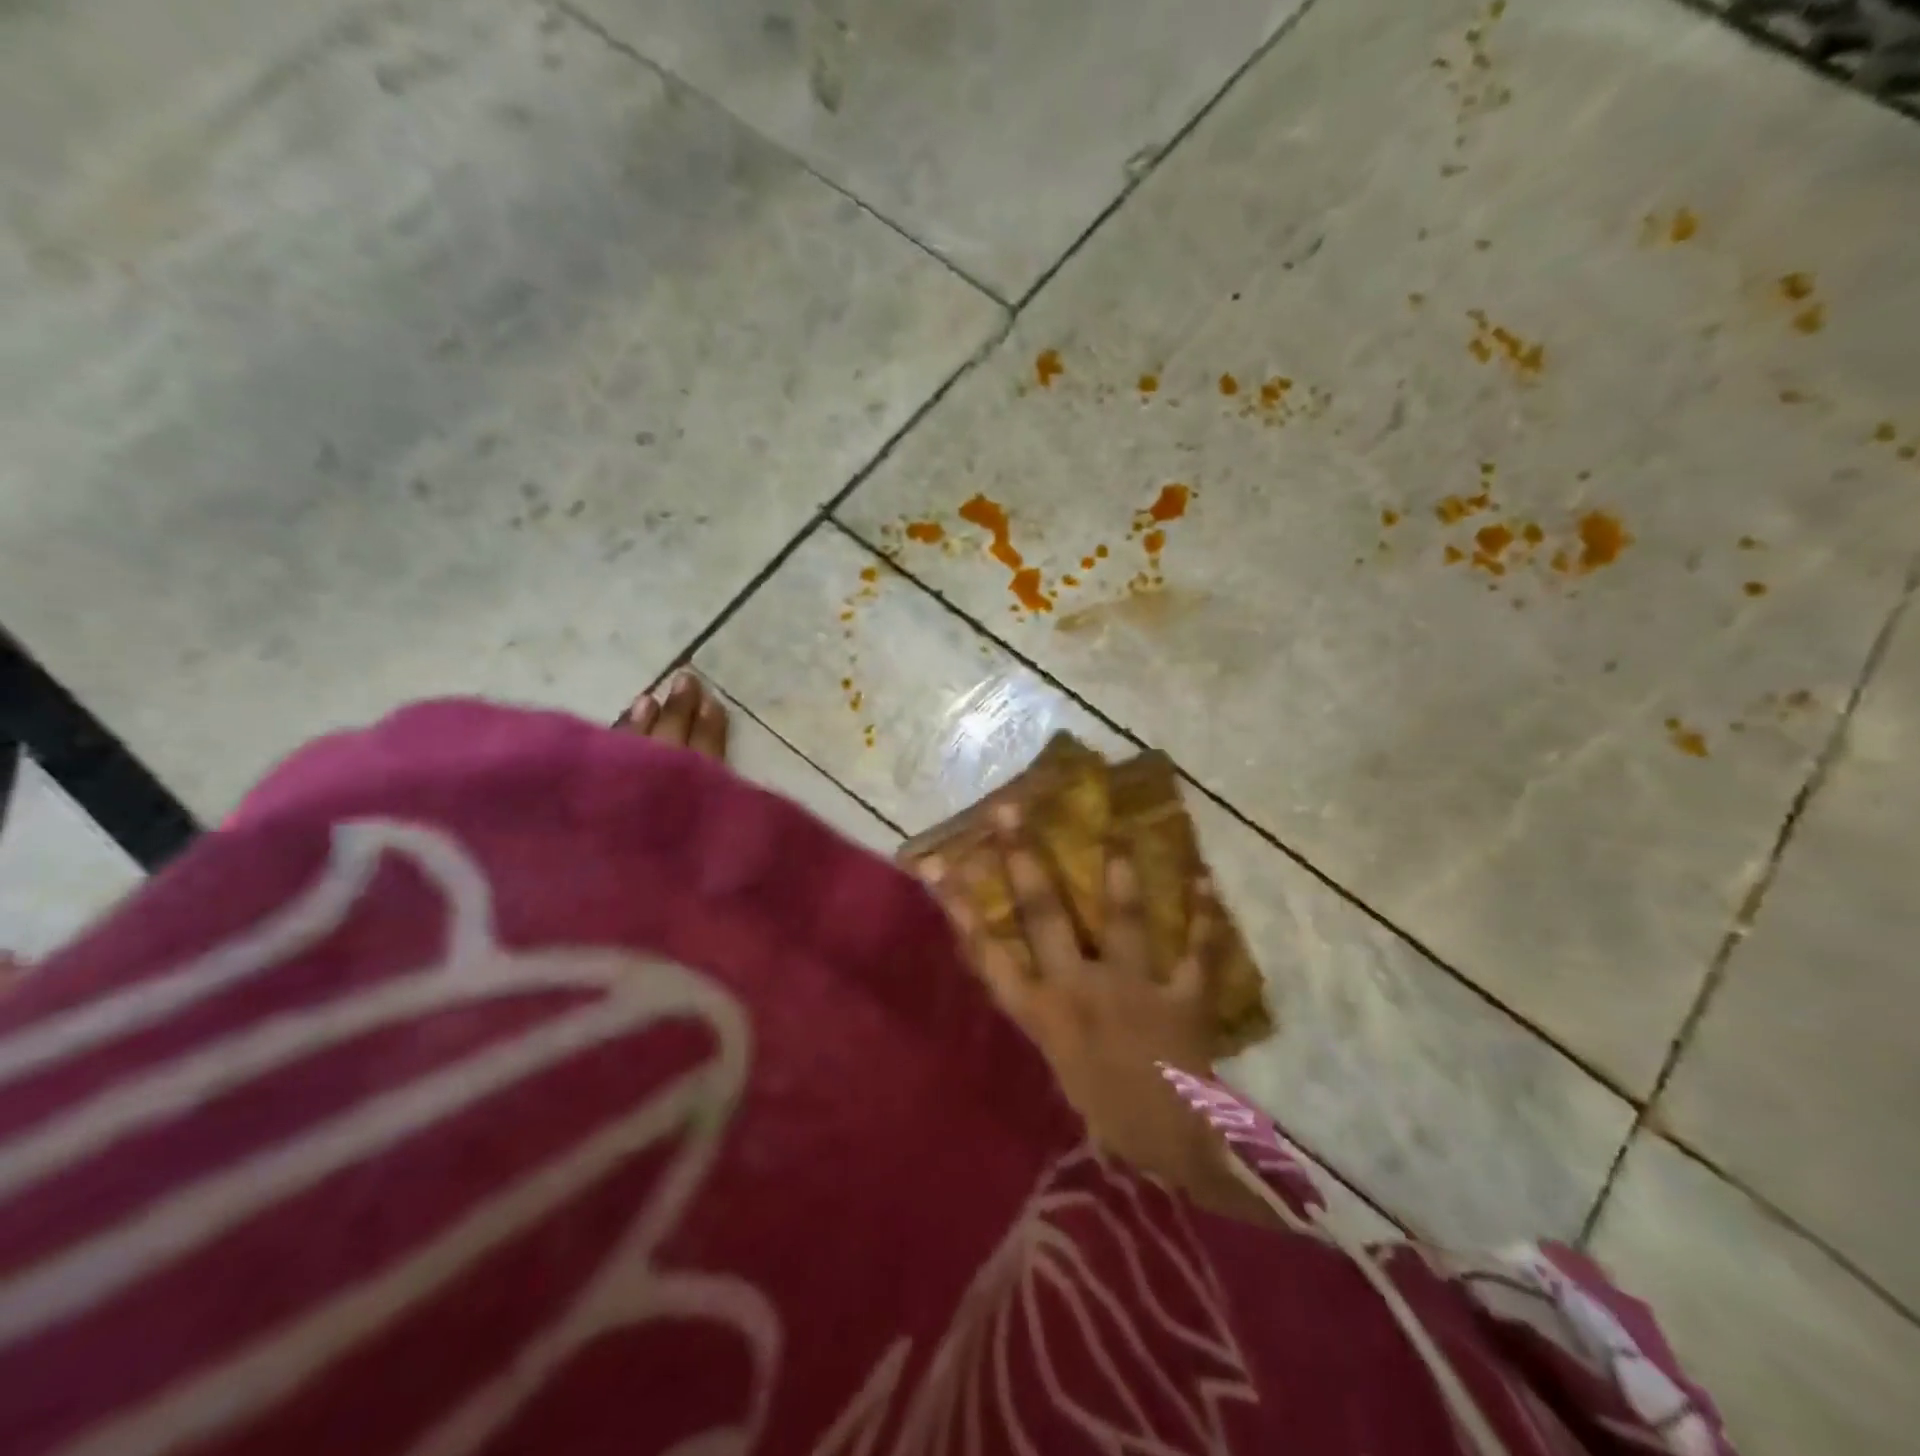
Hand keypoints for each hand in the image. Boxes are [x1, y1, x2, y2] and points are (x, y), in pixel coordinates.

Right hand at [918, 804, 1233, 1197]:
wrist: (1172, 1154)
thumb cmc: (1106, 1115)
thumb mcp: (1058, 1065)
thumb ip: (1045, 1012)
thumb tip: (1027, 969)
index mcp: (1043, 1014)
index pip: (988, 954)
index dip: (960, 908)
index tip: (938, 864)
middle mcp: (1080, 990)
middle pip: (1045, 916)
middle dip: (1024, 862)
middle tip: (1009, 812)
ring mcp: (1132, 990)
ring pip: (1121, 921)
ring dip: (1119, 877)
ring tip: (1117, 833)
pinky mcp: (1182, 999)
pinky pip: (1197, 952)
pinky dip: (1205, 919)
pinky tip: (1206, 881)